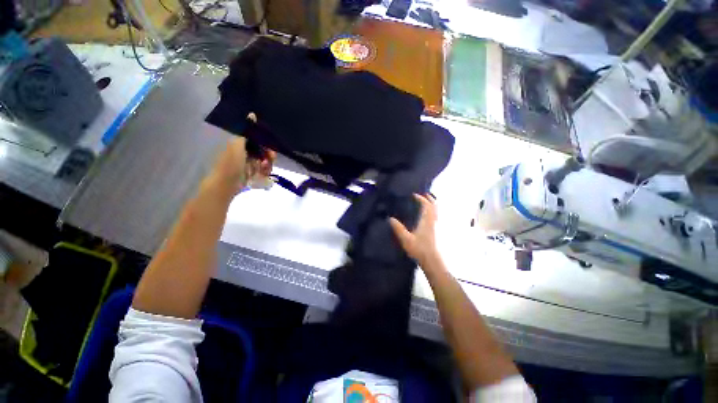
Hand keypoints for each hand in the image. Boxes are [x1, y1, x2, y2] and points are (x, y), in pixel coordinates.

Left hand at [209, 113, 275, 194]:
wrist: (226, 184)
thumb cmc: (230, 163)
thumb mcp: (238, 145)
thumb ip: (246, 131)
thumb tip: (252, 114)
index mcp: (240, 144)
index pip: (257, 141)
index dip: (265, 143)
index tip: (270, 147)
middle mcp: (245, 153)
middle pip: (263, 151)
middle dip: (268, 155)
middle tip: (271, 158)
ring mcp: (249, 165)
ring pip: (265, 161)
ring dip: (267, 164)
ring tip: (264, 168)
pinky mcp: (252, 174)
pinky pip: (263, 171)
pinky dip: (265, 172)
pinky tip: (263, 174)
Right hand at [389, 194, 439, 266]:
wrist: (432, 261)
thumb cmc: (419, 249)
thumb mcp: (406, 239)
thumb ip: (398, 229)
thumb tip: (390, 219)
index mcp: (426, 221)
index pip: (426, 205)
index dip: (421, 198)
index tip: (414, 195)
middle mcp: (433, 221)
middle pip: (434, 206)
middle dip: (429, 199)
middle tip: (423, 195)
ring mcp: (437, 226)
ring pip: (436, 211)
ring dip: (432, 204)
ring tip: (425, 203)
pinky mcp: (437, 231)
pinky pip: (436, 216)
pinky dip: (433, 211)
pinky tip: (427, 216)